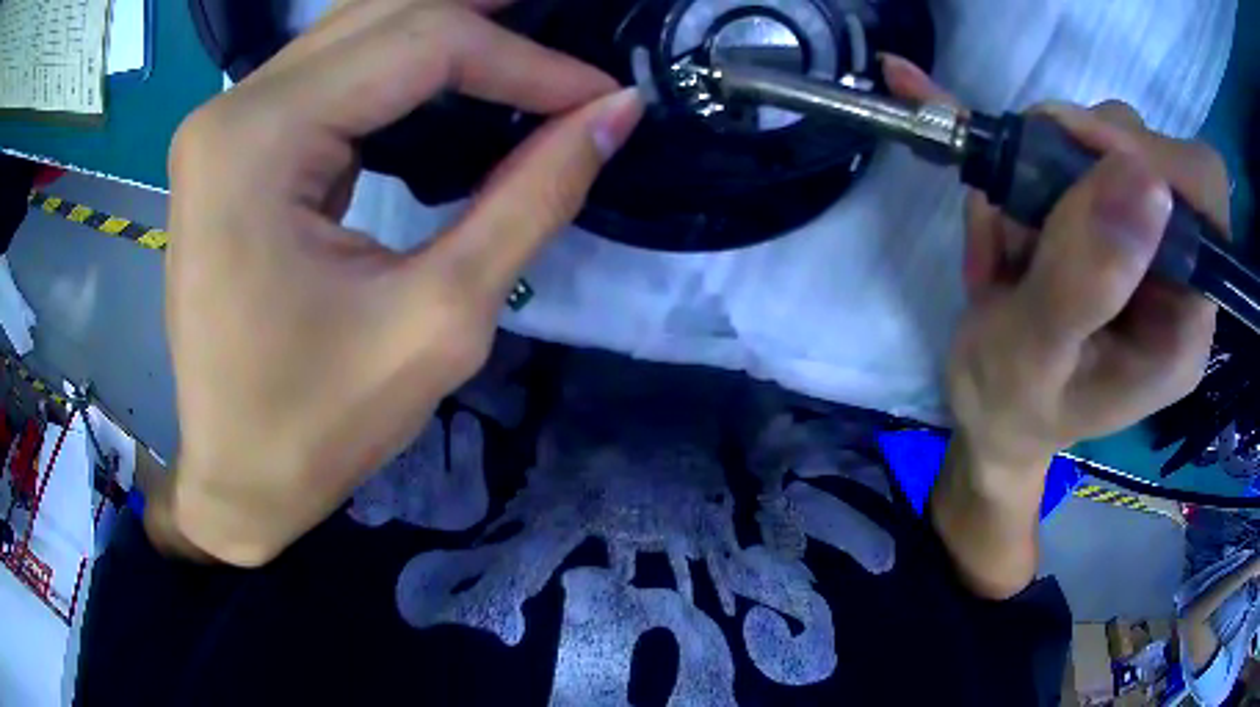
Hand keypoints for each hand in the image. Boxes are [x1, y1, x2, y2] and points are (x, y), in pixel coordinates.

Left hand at [164, 0, 642, 565]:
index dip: (526, 61)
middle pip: (383, 15)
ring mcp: (224, 125)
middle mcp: (231, 110)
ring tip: (523, 46)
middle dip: (489, 20)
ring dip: (445, 32)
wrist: (235, 479)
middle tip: (569, 36)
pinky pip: (327, 73)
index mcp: (257, 140)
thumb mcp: (440, 319)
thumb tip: (613, 112)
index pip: (420, 45)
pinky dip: (399, 65)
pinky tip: (452, 78)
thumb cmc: (317, 426)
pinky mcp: (231, 148)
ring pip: (355, 32)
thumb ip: (532, 197)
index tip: (602, 96)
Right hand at [884, 55, 1227, 475]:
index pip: (1204, 195)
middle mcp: (1178, 271)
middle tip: (1024, 200)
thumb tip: (1146, 180)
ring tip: (1009, 241)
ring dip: (1047, 167)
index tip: (1078, 149)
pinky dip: (1030, 170)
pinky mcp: (1113, 215)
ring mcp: (1146, 236)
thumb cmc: (1011, 403)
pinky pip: (1076, 149)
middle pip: (1157, 152)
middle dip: (1085, 156)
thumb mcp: (1036, 357)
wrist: (995, 405)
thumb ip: (1088, 281)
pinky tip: (1011, 232)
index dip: (1153, 155)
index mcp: (1184, 323)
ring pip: (1112, 139)